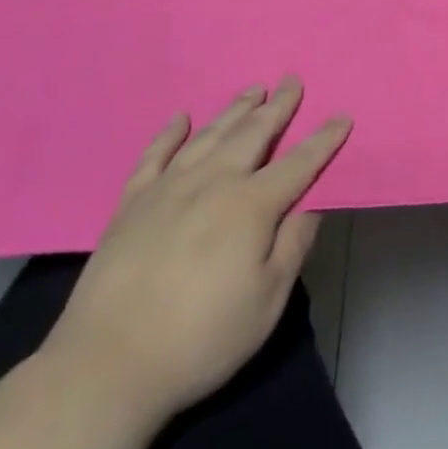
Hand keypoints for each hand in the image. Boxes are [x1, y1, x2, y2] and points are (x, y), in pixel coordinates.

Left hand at [41, 78, 350, 423]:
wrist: (105, 367)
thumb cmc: (200, 338)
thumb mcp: (267, 301)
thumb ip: (293, 245)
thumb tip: (311, 203)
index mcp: (251, 206)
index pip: (299, 163)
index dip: (324, 139)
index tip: (342, 115)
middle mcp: (213, 183)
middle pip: (253, 134)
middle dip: (278, 106)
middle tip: (291, 81)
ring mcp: (167, 189)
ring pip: (209, 136)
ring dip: (234, 110)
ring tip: (252, 90)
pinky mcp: (130, 205)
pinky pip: (154, 156)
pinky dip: (169, 133)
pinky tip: (180, 119)